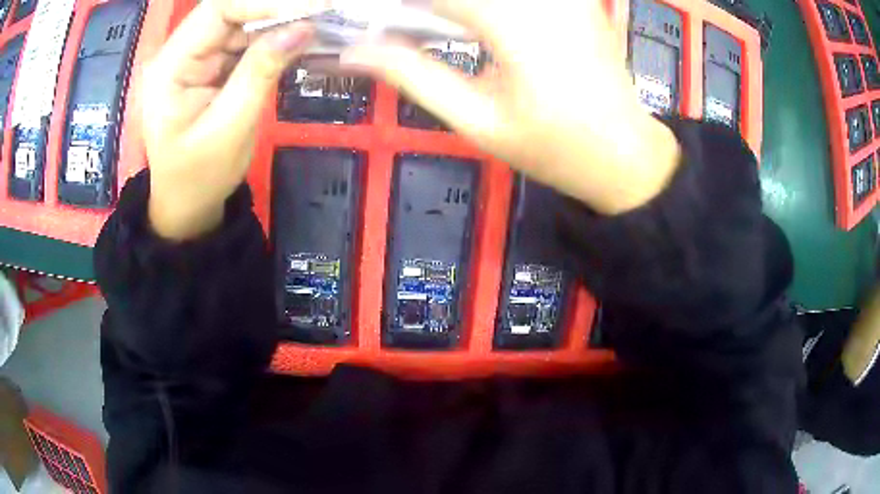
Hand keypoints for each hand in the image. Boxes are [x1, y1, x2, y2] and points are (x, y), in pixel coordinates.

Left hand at [142, 0, 315, 240]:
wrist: (186, 202)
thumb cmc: (199, 176)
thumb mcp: (230, 129)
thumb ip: (260, 73)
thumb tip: (303, 28)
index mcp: (171, 67)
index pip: (218, 10)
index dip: (263, 3)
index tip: (310, 9)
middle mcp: (181, 53)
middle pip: (231, 11)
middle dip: (277, 9)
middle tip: (324, 12)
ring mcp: (197, 58)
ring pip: (242, 23)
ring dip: (280, 22)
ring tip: (319, 24)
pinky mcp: (212, 66)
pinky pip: (246, 41)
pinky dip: (274, 39)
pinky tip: (299, 40)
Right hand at [341, 0, 680, 213]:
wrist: (624, 152)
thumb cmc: (553, 147)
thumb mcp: (476, 120)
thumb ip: (413, 76)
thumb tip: (353, 53)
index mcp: (514, 24)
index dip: (391, 5)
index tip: (368, 18)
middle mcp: (542, 0)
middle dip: (426, 8)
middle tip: (403, 25)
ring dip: (454, 8)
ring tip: (431, 24)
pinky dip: (479, 8)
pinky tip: (469, 23)